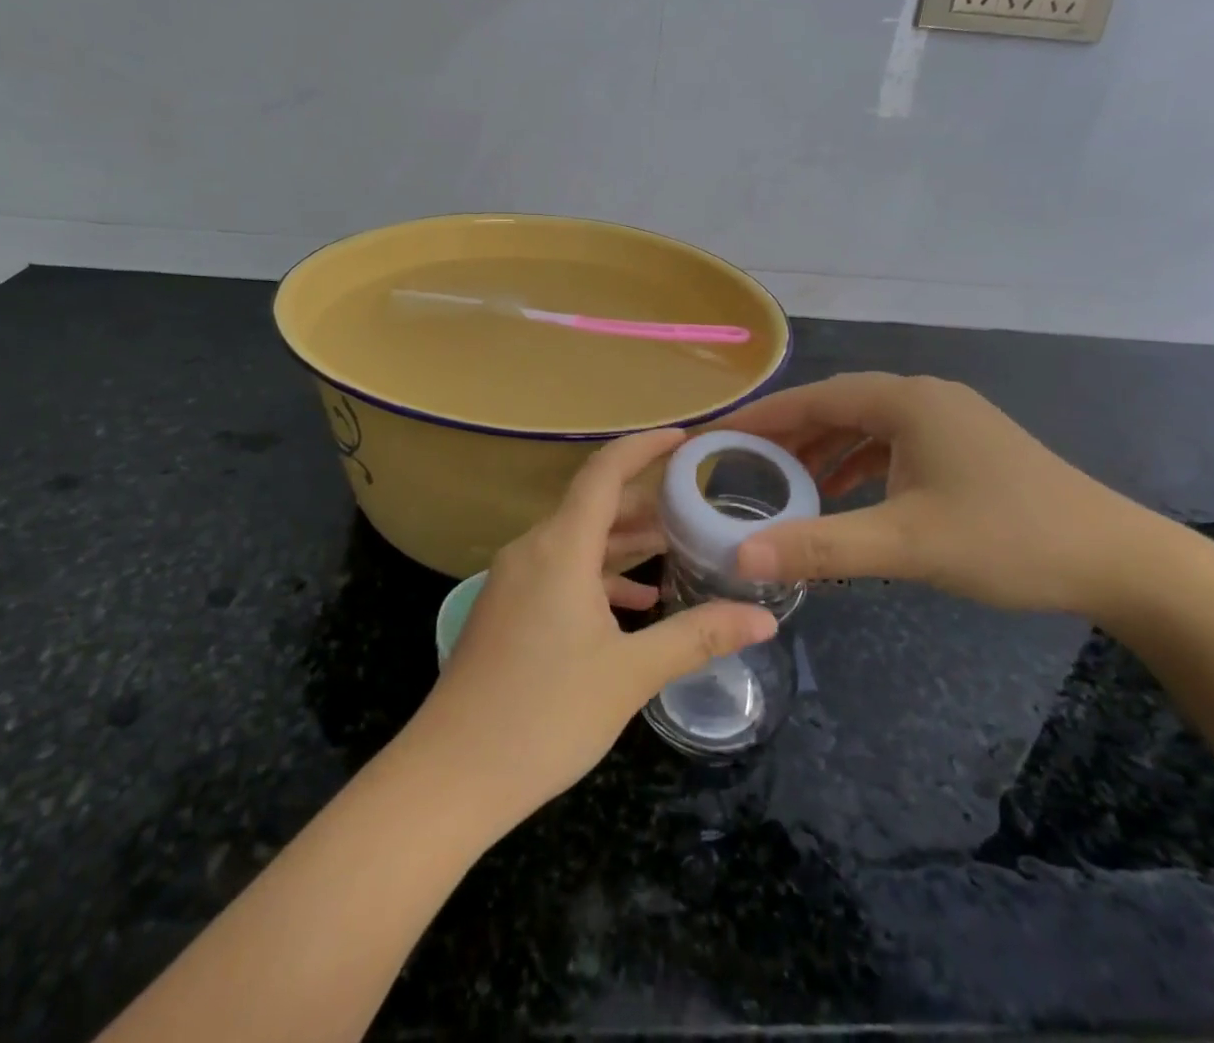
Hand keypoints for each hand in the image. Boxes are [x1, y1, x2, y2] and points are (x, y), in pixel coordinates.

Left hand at [409, 428, 777, 823]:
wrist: (450, 776)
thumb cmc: (544, 715)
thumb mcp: (630, 675)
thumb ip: (697, 637)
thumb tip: (763, 619)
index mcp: (560, 548)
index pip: (604, 472)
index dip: (644, 447)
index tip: (684, 438)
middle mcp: (533, 550)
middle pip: (594, 505)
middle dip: (646, 501)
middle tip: (697, 503)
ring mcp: (514, 580)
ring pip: (578, 541)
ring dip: (625, 541)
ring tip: (677, 548)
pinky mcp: (507, 609)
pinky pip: (561, 571)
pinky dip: (599, 576)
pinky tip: (635, 604)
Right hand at [720, 372, 1164, 616]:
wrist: (1118, 561)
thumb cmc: (1008, 539)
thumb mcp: (906, 544)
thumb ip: (821, 548)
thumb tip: (740, 558)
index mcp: (906, 401)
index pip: (813, 398)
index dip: (762, 418)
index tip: (718, 437)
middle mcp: (924, 396)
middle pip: (837, 406)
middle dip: (788, 434)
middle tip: (741, 463)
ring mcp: (948, 419)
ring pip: (866, 424)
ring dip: (824, 448)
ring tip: (783, 480)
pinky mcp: (964, 445)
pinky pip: (893, 443)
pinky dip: (859, 462)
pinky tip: (844, 492)